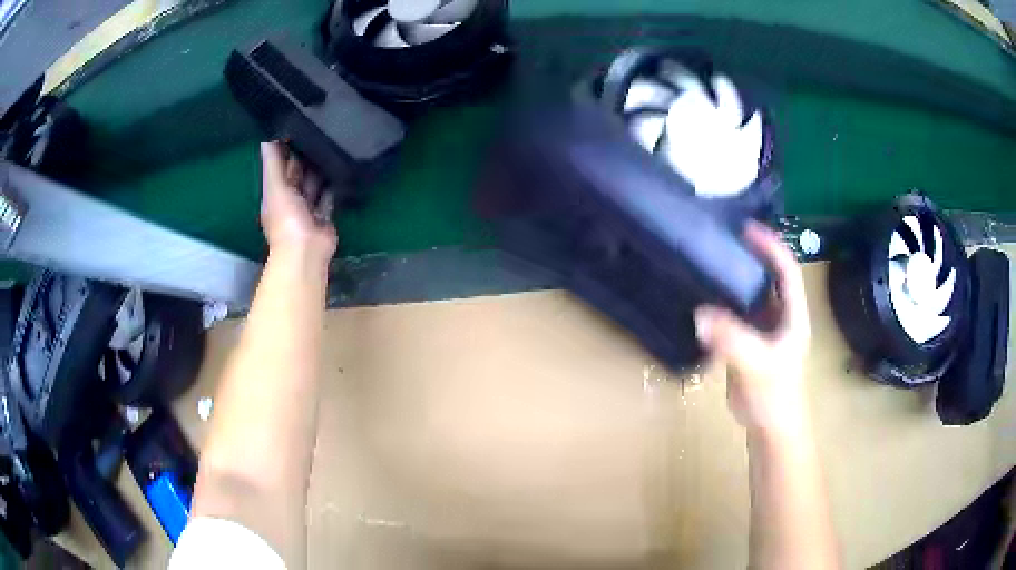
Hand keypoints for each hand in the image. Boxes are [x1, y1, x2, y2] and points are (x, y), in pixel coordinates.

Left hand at [260, 142, 337, 262]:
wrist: (306, 251)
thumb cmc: (286, 219)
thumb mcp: (274, 186)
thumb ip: (272, 161)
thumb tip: (266, 135)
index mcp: (276, 191)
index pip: (281, 164)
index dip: (287, 147)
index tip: (298, 126)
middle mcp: (291, 197)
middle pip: (299, 172)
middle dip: (307, 157)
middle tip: (321, 130)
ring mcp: (308, 208)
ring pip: (314, 183)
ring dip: (321, 169)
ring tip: (333, 144)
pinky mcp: (324, 215)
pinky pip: (329, 196)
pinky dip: (334, 186)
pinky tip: (341, 169)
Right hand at [694, 222, 811, 435]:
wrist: (770, 428)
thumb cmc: (774, 395)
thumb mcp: (756, 364)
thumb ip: (731, 339)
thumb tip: (699, 314)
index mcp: (793, 316)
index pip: (787, 270)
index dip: (771, 246)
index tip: (747, 229)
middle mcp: (781, 318)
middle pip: (769, 278)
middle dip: (751, 257)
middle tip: (723, 240)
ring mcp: (764, 332)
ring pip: (752, 297)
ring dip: (735, 280)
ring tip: (710, 263)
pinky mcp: (749, 346)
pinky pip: (737, 317)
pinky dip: (723, 305)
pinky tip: (704, 299)